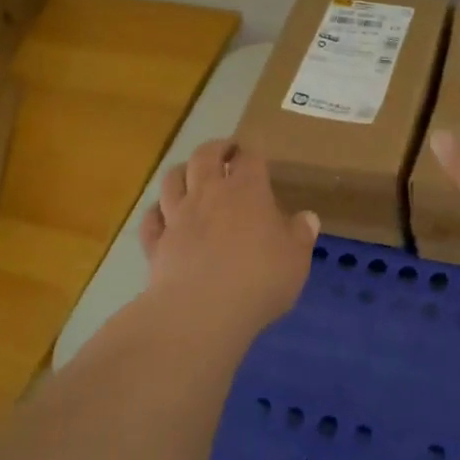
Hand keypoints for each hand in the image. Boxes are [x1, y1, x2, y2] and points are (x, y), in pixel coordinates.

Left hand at [137, 138, 318, 334]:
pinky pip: (151, 219)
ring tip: (190, 173)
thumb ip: (301, 235)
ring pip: (171, 179)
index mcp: (247, 191)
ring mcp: (177, 217)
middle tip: (225, 151)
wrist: (201, 311)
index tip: (256, 155)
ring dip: (181, 171)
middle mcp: (208, 194)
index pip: (250, 158)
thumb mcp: (296, 259)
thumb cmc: (259, 279)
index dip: (253, 153)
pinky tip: (162, 215)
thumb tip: (308, 218)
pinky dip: (156, 212)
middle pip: (204, 156)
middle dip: (215, 148)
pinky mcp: (156, 244)